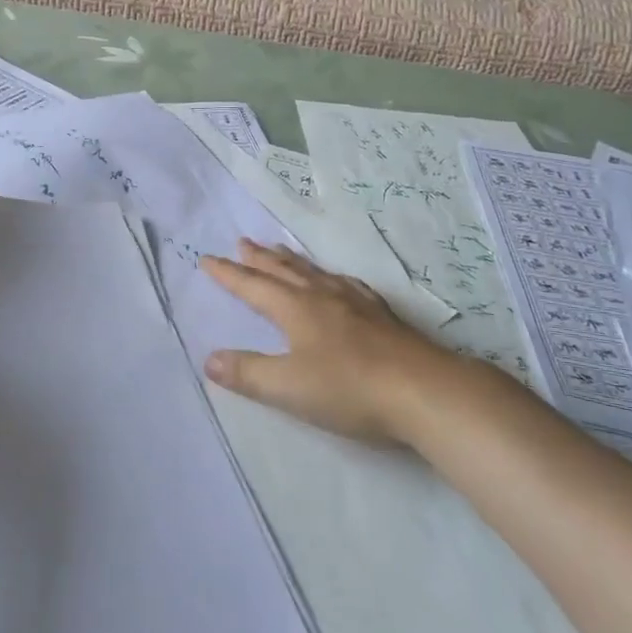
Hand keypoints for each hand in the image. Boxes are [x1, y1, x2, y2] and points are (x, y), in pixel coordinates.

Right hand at [199, 239, 455, 443]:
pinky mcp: (381, 315)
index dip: (228, 274)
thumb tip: (209, 358)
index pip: (253, 286)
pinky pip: (346, 283)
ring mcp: (355, 303)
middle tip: (242, 242)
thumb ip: (248, 373)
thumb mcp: (289, 387)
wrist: (424, 390)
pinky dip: (330, 276)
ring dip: (292, 261)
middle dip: (259, 258)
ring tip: (280, 250)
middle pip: (284, 271)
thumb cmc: (349, 389)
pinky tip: (339, 281)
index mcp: (296, 309)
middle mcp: (322, 296)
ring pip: (314, 272)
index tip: (207, 259)